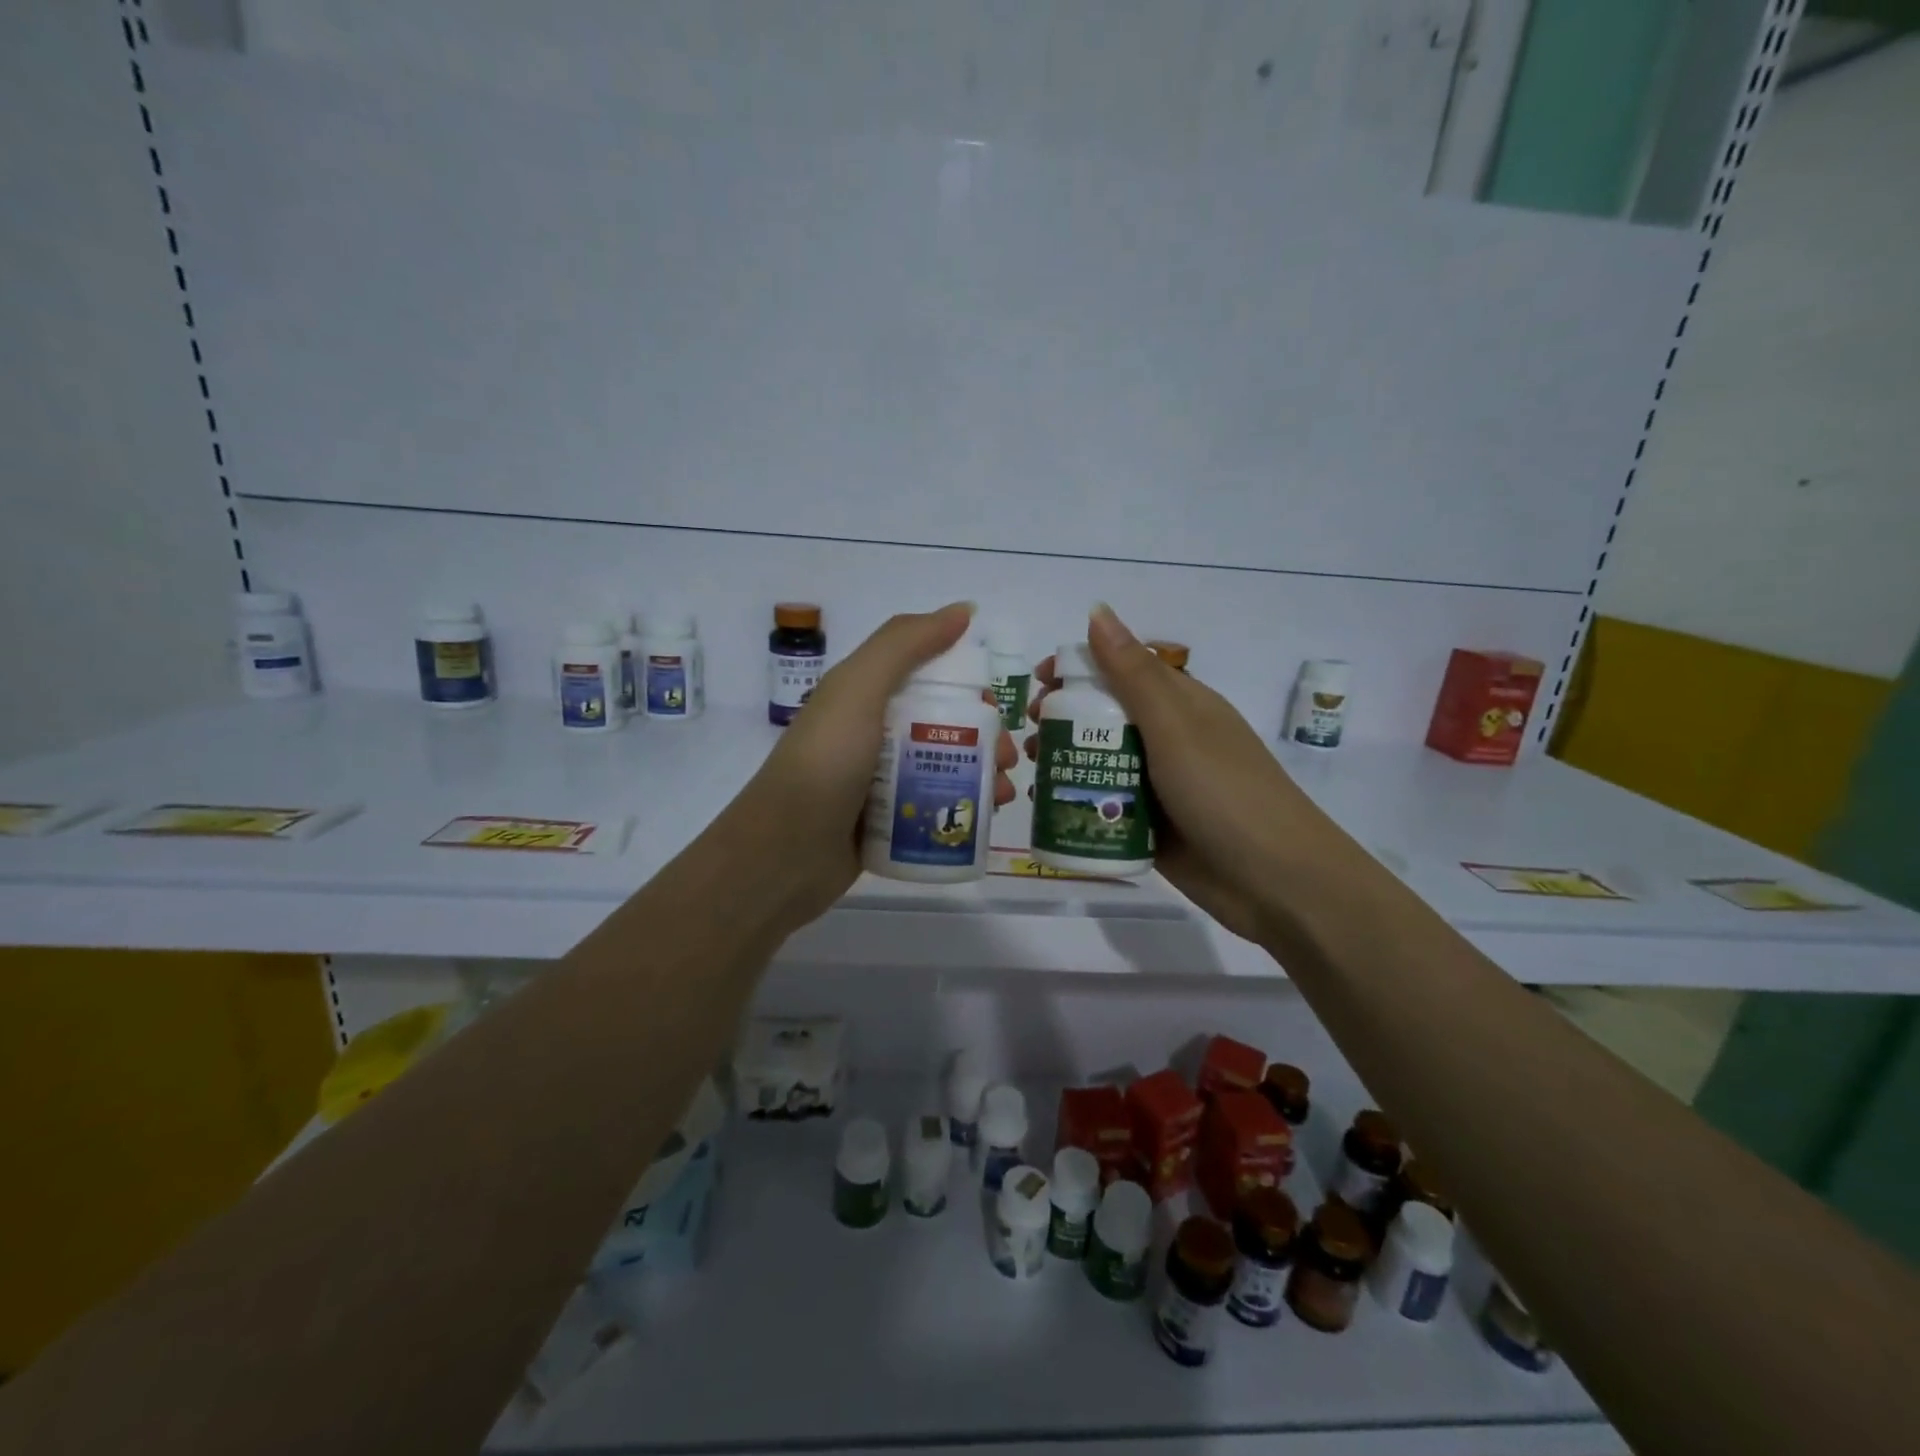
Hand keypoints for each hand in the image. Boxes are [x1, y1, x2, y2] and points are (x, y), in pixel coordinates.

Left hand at [722, 603, 1017, 931]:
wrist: (784, 854)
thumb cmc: (825, 763)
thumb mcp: (859, 689)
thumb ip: (905, 644)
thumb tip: (964, 609)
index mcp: (866, 696)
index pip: (930, 678)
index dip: (968, 689)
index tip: (995, 711)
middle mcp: (874, 734)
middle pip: (944, 726)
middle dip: (985, 739)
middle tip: (1008, 762)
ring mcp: (879, 781)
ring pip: (944, 769)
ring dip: (982, 777)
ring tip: (1003, 796)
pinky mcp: (886, 823)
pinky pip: (933, 807)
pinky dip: (963, 809)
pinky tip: (985, 822)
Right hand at [1027, 605, 1332, 944]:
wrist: (1274, 881)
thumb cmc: (1224, 792)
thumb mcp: (1174, 726)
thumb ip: (1133, 673)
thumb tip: (1097, 610)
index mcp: (1180, 705)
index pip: (1122, 669)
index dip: (1079, 668)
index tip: (1039, 683)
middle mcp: (1168, 739)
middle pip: (1105, 716)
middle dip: (1063, 718)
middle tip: (1031, 733)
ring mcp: (1159, 785)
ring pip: (1101, 762)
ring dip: (1065, 760)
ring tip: (1033, 770)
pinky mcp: (1150, 826)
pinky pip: (1106, 805)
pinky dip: (1078, 801)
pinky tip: (1048, 809)